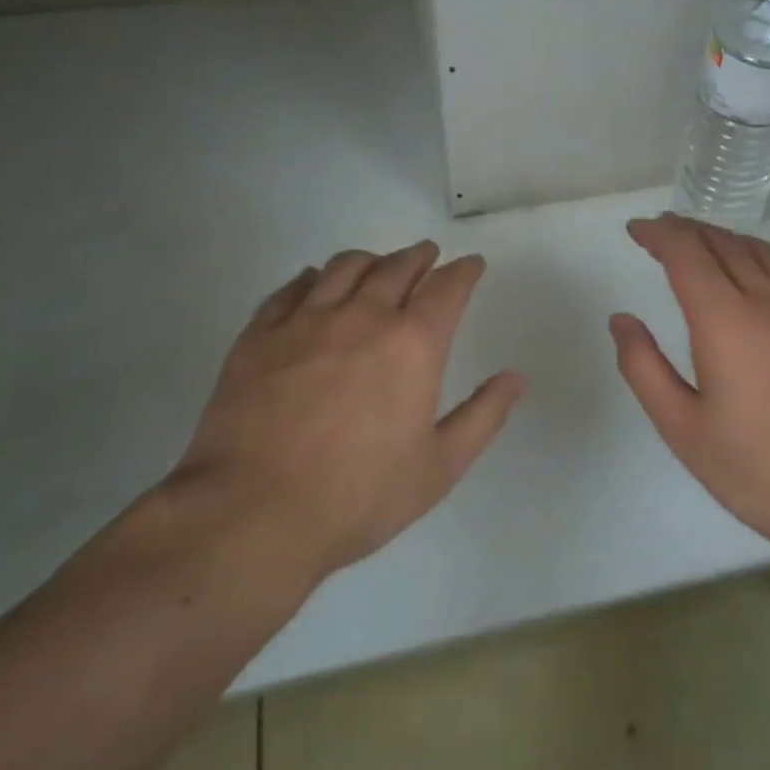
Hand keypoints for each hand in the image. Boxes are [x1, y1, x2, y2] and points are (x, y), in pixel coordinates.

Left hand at [164, 240, 525, 587]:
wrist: (253, 514)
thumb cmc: (358, 496)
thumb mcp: (439, 467)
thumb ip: (483, 416)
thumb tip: (516, 378)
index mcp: (412, 344)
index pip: (446, 288)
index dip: (463, 271)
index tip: (471, 265)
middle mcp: (362, 317)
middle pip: (396, 267)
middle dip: (418, 256)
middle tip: (427, 255)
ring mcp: (305, 322)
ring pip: (344, 268)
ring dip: (369, 259)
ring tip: (376, 263)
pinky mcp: (259, 336)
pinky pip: (290, 289)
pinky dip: (311, 278)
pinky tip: (313, 283)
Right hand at [609, 214, 769, 567]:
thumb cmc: (754, 468)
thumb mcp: (680, 427)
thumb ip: (643, 367)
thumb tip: (622, 320)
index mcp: (726, 321)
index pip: (687, 253)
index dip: (659, 233)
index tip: (637, 230)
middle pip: (724, 243)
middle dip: (687, 229)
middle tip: (662, 230)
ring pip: (762, 253)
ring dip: (724, 238)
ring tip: (701, 242)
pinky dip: (758, 260)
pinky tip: (752, 280)